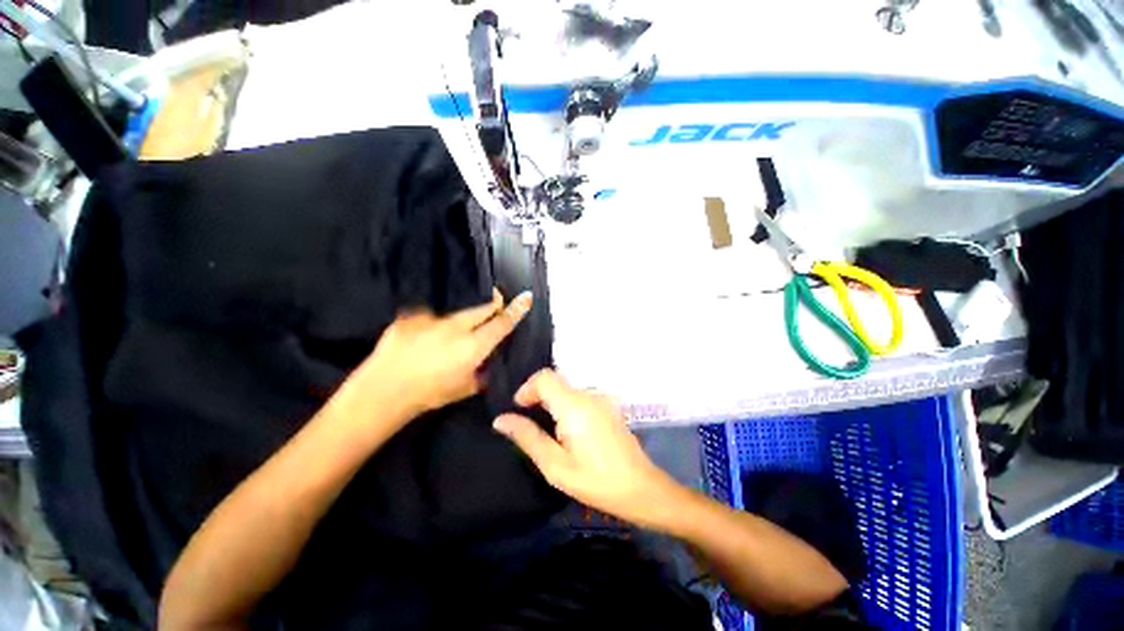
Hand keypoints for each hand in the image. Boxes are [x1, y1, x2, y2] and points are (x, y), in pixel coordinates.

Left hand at [356, 289, 531, 418]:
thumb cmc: (429, 394)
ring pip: (457, 313)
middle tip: (497, 305)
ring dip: (461, 321)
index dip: (516, 310)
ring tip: (448, 338)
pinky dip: (432, 327)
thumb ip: (481, 373)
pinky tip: (422, 341)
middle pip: (483, 308)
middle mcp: (456, 327)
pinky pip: (429, 318)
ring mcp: (433, 319)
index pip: (501, 323)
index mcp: (473, 346)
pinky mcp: (411, 317)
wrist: (383, 391)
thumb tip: (487, 364)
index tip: (526, 297)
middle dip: (493, 305)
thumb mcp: (464, 388)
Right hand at [493, 370, 681, 528]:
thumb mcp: (555, 466)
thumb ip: (528, 438)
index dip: (527, 388)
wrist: (641, 488)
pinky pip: (580, 397)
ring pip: (567, 389)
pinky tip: (568, 432)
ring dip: (552, 402)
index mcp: (574, 405)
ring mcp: (601, 399)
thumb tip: (501, 419)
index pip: (545, 376)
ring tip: (548, 432)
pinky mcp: (608, 406)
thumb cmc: (596, 481)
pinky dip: (566, 406)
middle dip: (537, 396)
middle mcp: (588, 394)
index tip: (519, 409)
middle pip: (555, 381)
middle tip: (529, 425)